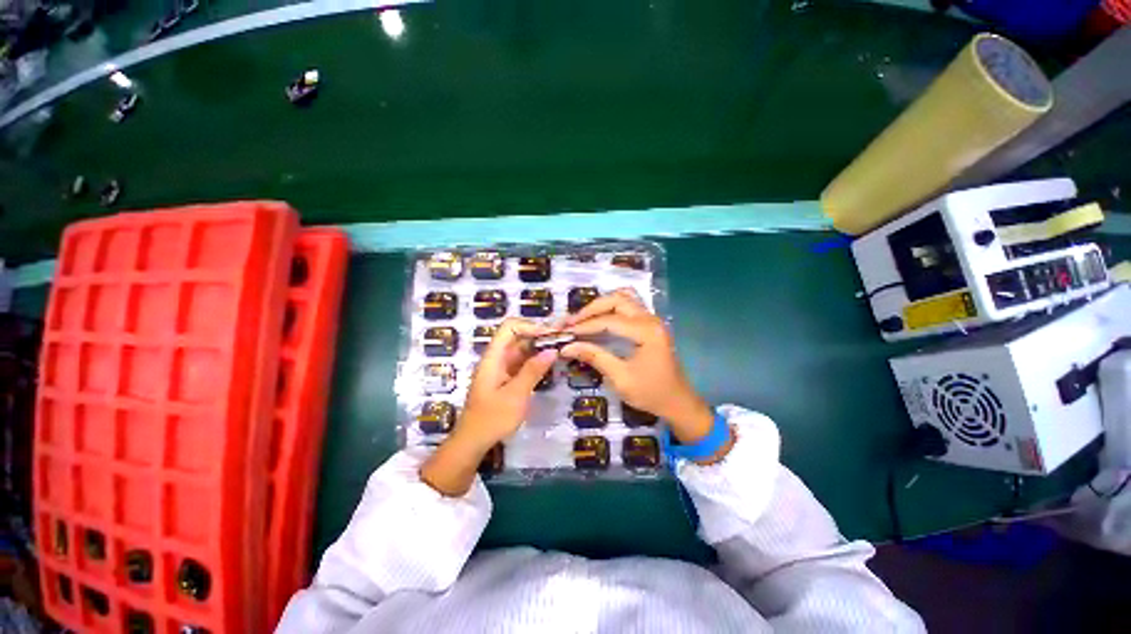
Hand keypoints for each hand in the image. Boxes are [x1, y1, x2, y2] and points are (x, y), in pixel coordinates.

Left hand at [421, 318, 557, 495]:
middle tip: (561, 341)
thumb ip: (533, 371)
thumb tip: (552, 350)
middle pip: (517, 336)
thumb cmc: (492, 418)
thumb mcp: (516, 395)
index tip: (550, 335)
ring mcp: (501, 368)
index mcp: (493, 357)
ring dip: (539, 348)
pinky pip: (521, 362)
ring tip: (560, 350)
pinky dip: (535, 360)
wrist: (473, 442)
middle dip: (538, 335)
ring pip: (521, 349)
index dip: (530, 326)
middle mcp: (496, 358)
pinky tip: (549, 364)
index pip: (509, 327)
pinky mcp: (506, 378)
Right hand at [560, 289, 714, 444]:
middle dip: (592, 309)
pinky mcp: (650, 324)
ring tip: (583, 318)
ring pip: (624, 298)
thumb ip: (595, 357)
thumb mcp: (620, 379)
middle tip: (572, 322)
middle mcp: (651, 319)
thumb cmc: (651, 393)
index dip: (585, 326)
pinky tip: (600, 317)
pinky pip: (629, 305)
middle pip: (617, 300)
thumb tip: (567, 347)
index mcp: (647, 332)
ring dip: (602, 304)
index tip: (565, 333)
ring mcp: (652, 320)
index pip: (609, 321)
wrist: (678, 402)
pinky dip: (612, 307)